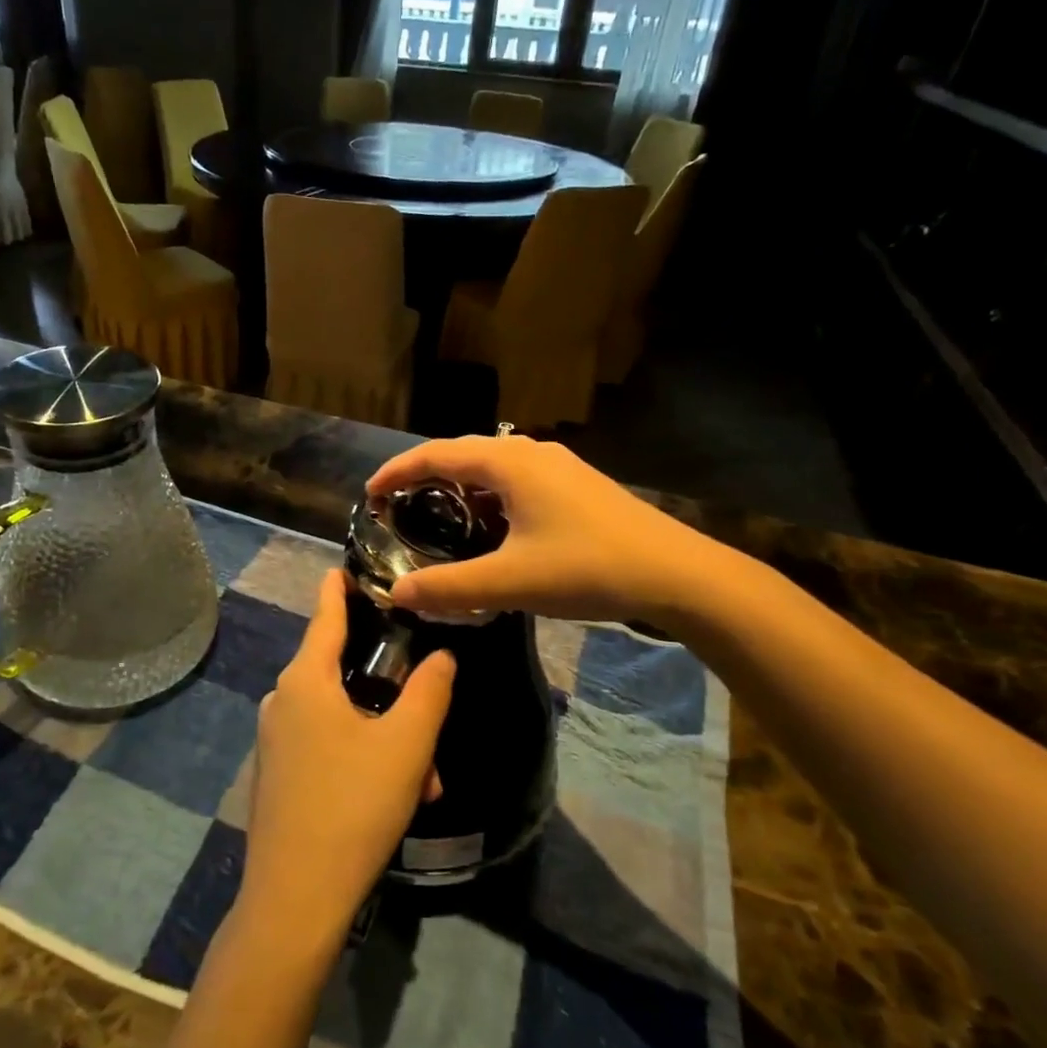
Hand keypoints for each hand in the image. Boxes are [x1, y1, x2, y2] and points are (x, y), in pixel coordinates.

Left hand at [244, 570, 455, 946]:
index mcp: (305, 680)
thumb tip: (442, 655)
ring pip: (340, 718)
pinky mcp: (276, 774)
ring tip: (423, 780)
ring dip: (384, 737)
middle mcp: (282, 701)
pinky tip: (393, 797)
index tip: (348, 565)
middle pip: (340, 672)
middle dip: (390, 692)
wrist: (295, 898)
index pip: (325, 614)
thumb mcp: (406, 745)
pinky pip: (324, 746)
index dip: (339, 587)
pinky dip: (360, 758)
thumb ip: (429, 691)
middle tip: (427, 716)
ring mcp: (274, 740)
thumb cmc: (353, 805)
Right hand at [367, 435, 740, 623]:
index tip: (369, 495)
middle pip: (462, 454)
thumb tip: (398, 594)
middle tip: (397, 508)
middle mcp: (530, 453)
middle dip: (425, 477)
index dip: (396, 472)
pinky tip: (491, 530)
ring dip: (459, 488)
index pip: (436, 454)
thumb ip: (449, 588)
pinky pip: (516, 481)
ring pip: (492, 468)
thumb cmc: (588, 568)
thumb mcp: (511, 582)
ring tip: (436, 518)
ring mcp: (558, 467)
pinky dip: (489, 498)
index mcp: (508, 462)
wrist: (677, 574)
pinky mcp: (576, 486)